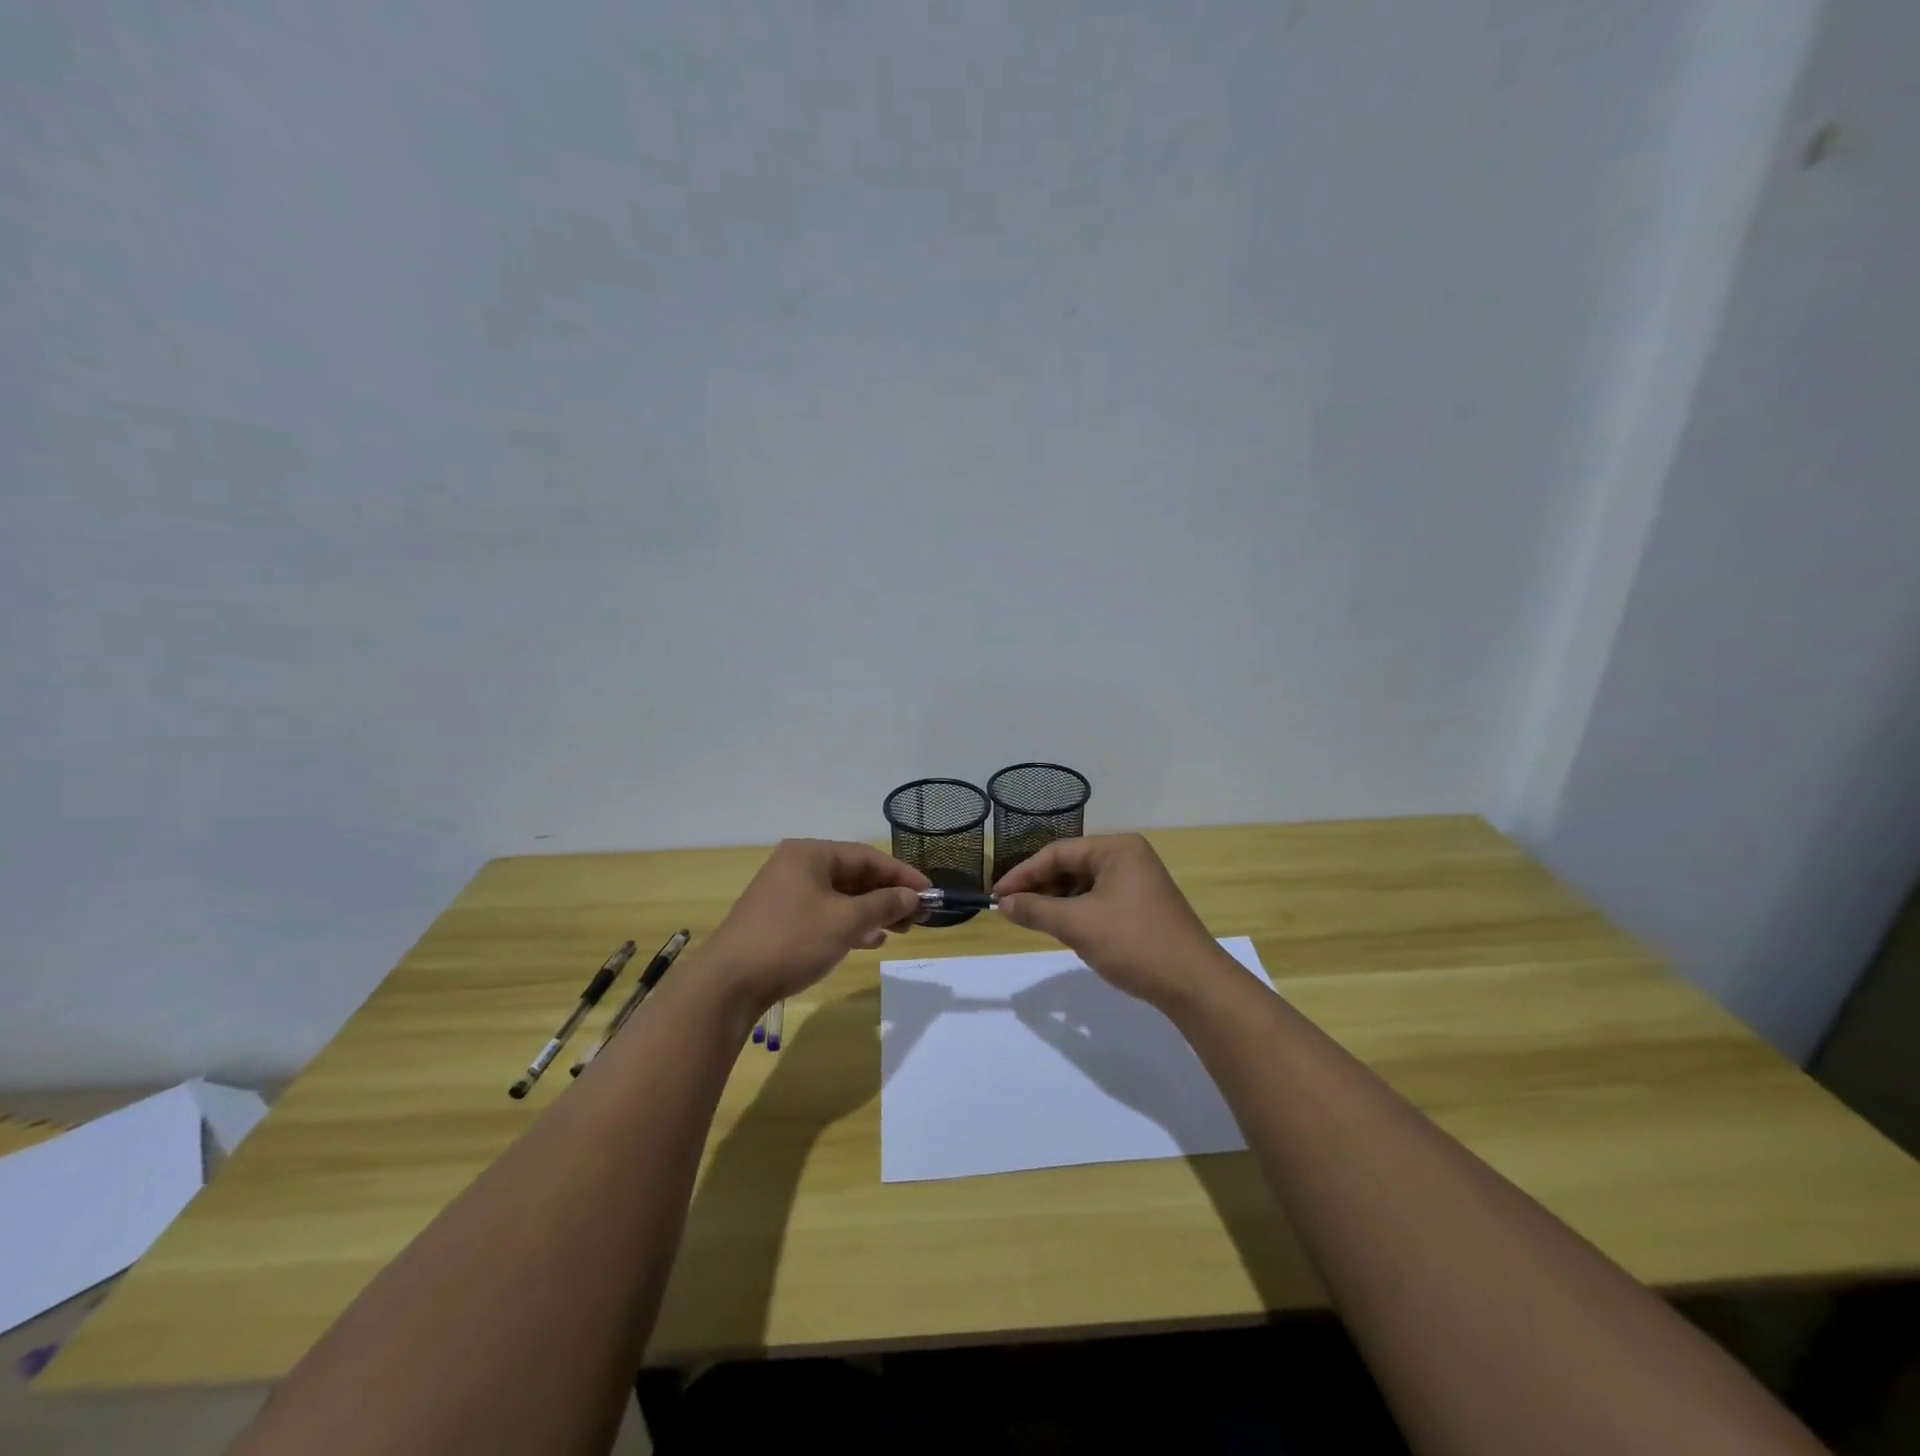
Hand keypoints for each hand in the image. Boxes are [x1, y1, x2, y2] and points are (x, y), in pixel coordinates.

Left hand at [700, 840, 928, 1015]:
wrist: (728, 984)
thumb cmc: (791, 941)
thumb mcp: (845, 921)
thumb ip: (883, 904)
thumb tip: (912, 896)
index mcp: (810, 854)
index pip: (867, 857)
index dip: (902, 875)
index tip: (930, 893)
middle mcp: (797, 866)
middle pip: (854, 875)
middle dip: (889, 895)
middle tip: (920, 916)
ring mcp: (786, 894)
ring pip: (841, 897)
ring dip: (873, 911)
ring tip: (902, 930)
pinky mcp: (781, 920)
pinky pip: (825, 913)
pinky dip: (850, 924)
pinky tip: (870, 940)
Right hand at [994, 834, 1235, 1013]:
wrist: (1194, 985)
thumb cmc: (1134, 943)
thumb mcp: (1078, 925)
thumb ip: (1037, 910)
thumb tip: (1003, 904)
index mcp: (1117, 848)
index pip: (1057, 853)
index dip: (1023, 874)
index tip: (997, 897)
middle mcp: (1128, 856)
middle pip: (1070, 865)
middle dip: (1040, 888)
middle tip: (1012, 911)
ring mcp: (1137, 881)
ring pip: (1083, 885)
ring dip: (1057, 902)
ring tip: (1035, 922)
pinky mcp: (1141, 905)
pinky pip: (1098, 900)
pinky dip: (1077, 913)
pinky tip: (1066, 930)